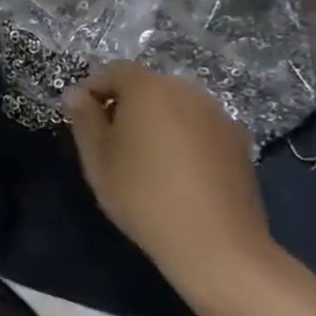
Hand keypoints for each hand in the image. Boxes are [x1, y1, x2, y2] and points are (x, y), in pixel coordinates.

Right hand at [63, 63, 273, 296]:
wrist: (216, 244)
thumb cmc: (143, 195)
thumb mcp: (97, 158)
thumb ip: (84, 119)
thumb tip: (75, 94)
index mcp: (149, 89)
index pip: (114, 71)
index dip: (92, 89)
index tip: (80, 118)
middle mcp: (187, 92)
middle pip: (148, 86)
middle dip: (125, 104)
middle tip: (109, 139)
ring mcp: (219, 116)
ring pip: (176, 106)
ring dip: (156, 120)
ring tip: (144, 157)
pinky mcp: (240, 143)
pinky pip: (199, 127)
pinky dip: (183, 137)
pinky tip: (176, 172)